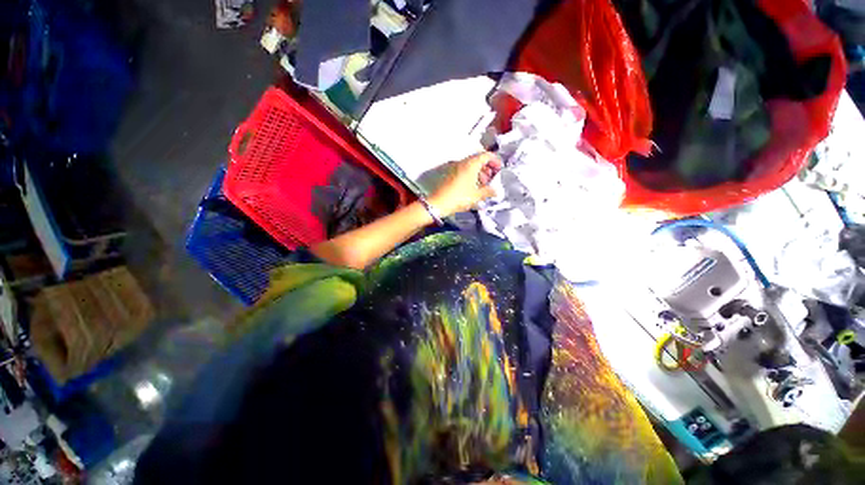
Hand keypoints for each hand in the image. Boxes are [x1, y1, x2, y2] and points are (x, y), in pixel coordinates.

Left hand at [428, 152, 501, 216]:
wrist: (438, 203)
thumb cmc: (459, 198)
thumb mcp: (476, 196)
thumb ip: (488, 192)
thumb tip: (496, 191)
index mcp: (471, 164)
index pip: (486, 155)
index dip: (495, 160)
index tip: (499, 169)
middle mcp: (462, 162)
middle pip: (478, 160)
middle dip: (487, 168)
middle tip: (491, 179)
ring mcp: (454, 167)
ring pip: (470, 166)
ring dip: (478, 173)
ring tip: (482, 185)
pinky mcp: (449, 174)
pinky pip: (463, 170)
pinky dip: (470, 175)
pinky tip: (472, 187)